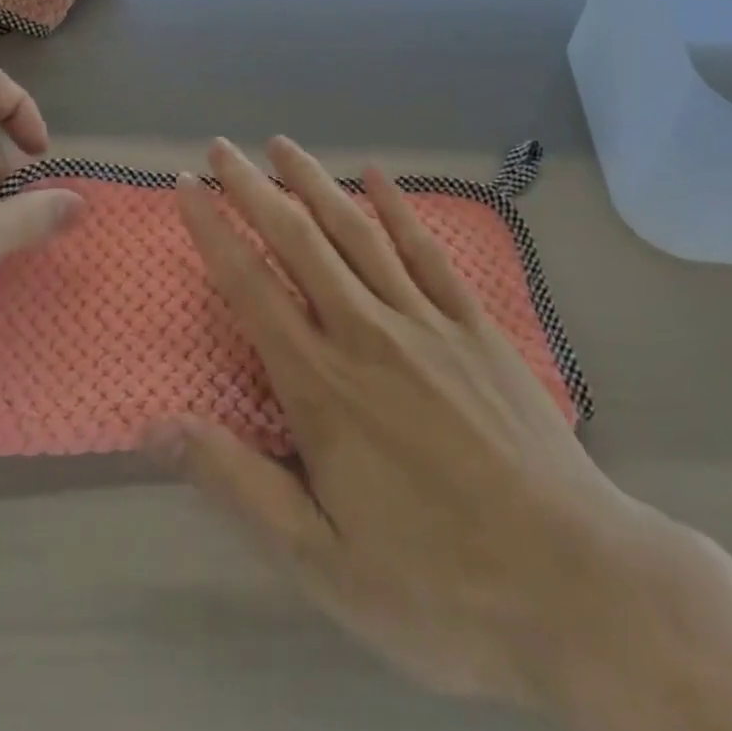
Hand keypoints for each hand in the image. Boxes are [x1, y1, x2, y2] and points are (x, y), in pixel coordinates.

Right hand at [152, 137, 694, 730]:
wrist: (575, 583)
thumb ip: (238, 485)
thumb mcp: (322, 562)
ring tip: (283, 145)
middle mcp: (367, 333)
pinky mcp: (474, 324)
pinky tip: (376, 175)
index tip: (186, 187)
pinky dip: (397, 207)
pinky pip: (426, 250)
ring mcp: (426, 321)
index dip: (212, 232)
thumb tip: (157, 427)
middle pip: (298, 241)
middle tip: (222, 147)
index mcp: (321, 386)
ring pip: (358, 231)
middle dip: (254, 188)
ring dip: (315, 182)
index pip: (250, 287)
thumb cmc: (437, 584)